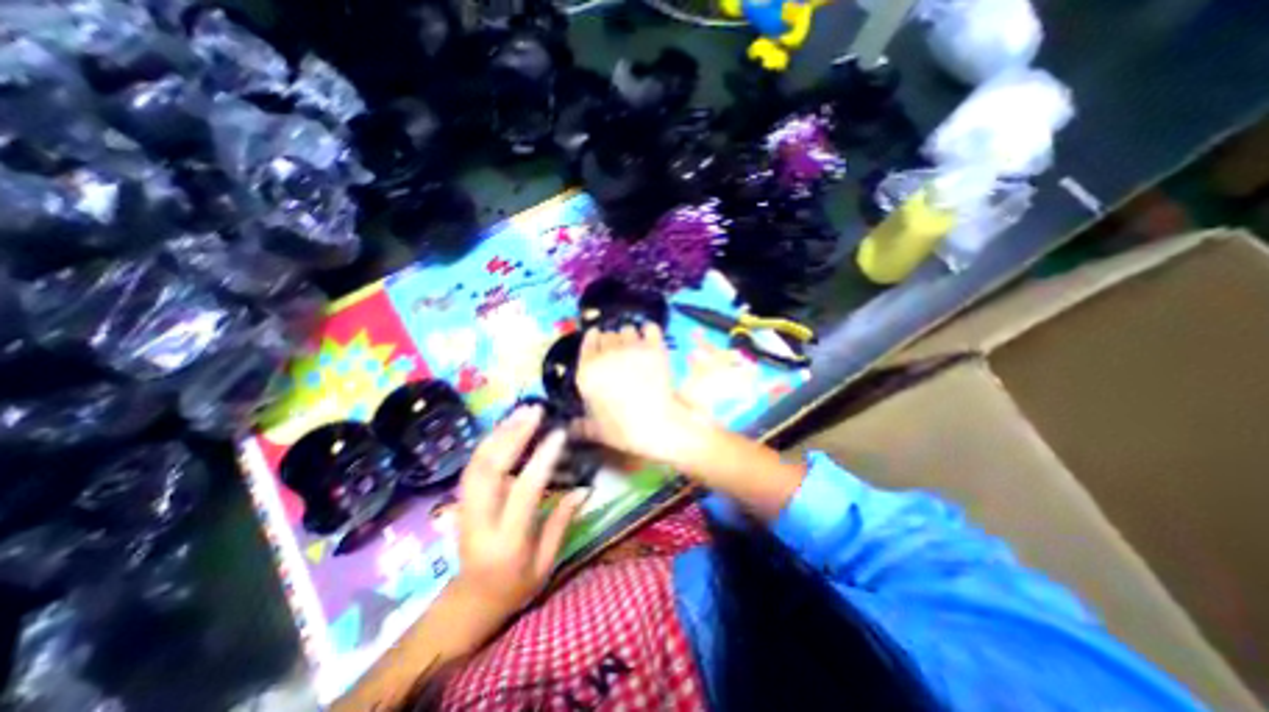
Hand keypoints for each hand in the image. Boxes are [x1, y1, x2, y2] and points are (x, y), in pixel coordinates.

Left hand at [451, 408, 588, 641]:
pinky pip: (473, 465)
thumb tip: (585, 488)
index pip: (524, 491)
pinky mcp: (461, 501)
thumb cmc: (515, 587)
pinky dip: (488, 442)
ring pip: (477, 463)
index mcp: (507, 541)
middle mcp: (480, 521)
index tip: (558, 434)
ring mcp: (464, 509)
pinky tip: (505, 426)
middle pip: (490, 469)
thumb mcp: (545, 563)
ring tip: (521, 411)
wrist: (471, 602)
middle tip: (535, 411)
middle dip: (512, 435)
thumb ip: (562, 522)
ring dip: (499, 433)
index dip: (542, 459)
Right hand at [577, 323, 703, 466]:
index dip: (594, 340)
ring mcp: (630, 348)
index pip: (588, 342)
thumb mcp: (595, 430)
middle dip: (612, 341)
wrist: (657, 426)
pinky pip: (650, 328)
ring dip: (630, 337)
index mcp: (587, 372)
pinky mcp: (653, 347)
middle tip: (620, 352)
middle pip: (607, 334)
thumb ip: (580, 425)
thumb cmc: (623, 430)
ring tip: (636, 347)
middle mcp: (606, 355)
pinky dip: (650, 331)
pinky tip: (650, 337)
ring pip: (627, 329)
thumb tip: (571, 426)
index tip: (598, 339)